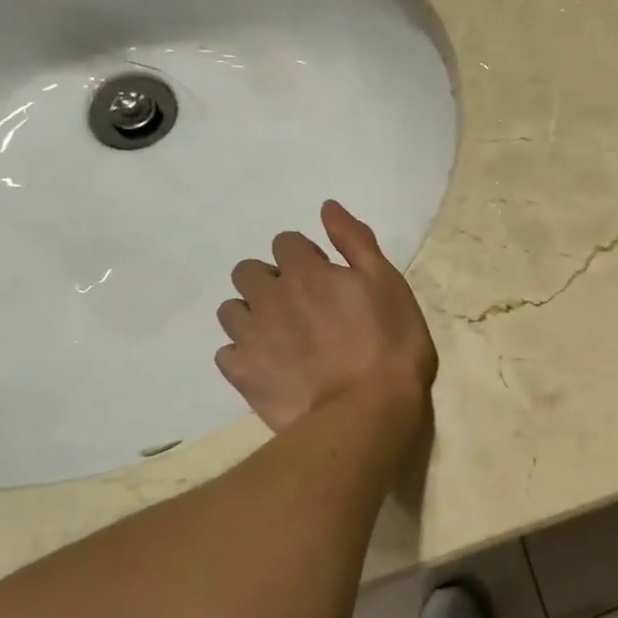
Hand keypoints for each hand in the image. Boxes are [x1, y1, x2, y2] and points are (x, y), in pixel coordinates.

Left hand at [216, 201, 437, 432]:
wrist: (367, 410)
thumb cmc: (391, 344)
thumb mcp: (388, 284)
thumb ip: (356, 242)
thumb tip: (327, 207)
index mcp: (306, 271)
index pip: (286, 242)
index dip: (305, 257)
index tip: (325, 278)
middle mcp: (269, 296)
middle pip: (248, 272)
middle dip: (269, 281)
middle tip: (300, 306)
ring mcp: (251, 336)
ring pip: (231, 310)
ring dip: (251, 314)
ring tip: (280, 337)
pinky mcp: (243, 374)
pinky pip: (226, 353)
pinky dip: (243, 354)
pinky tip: (268, 366)